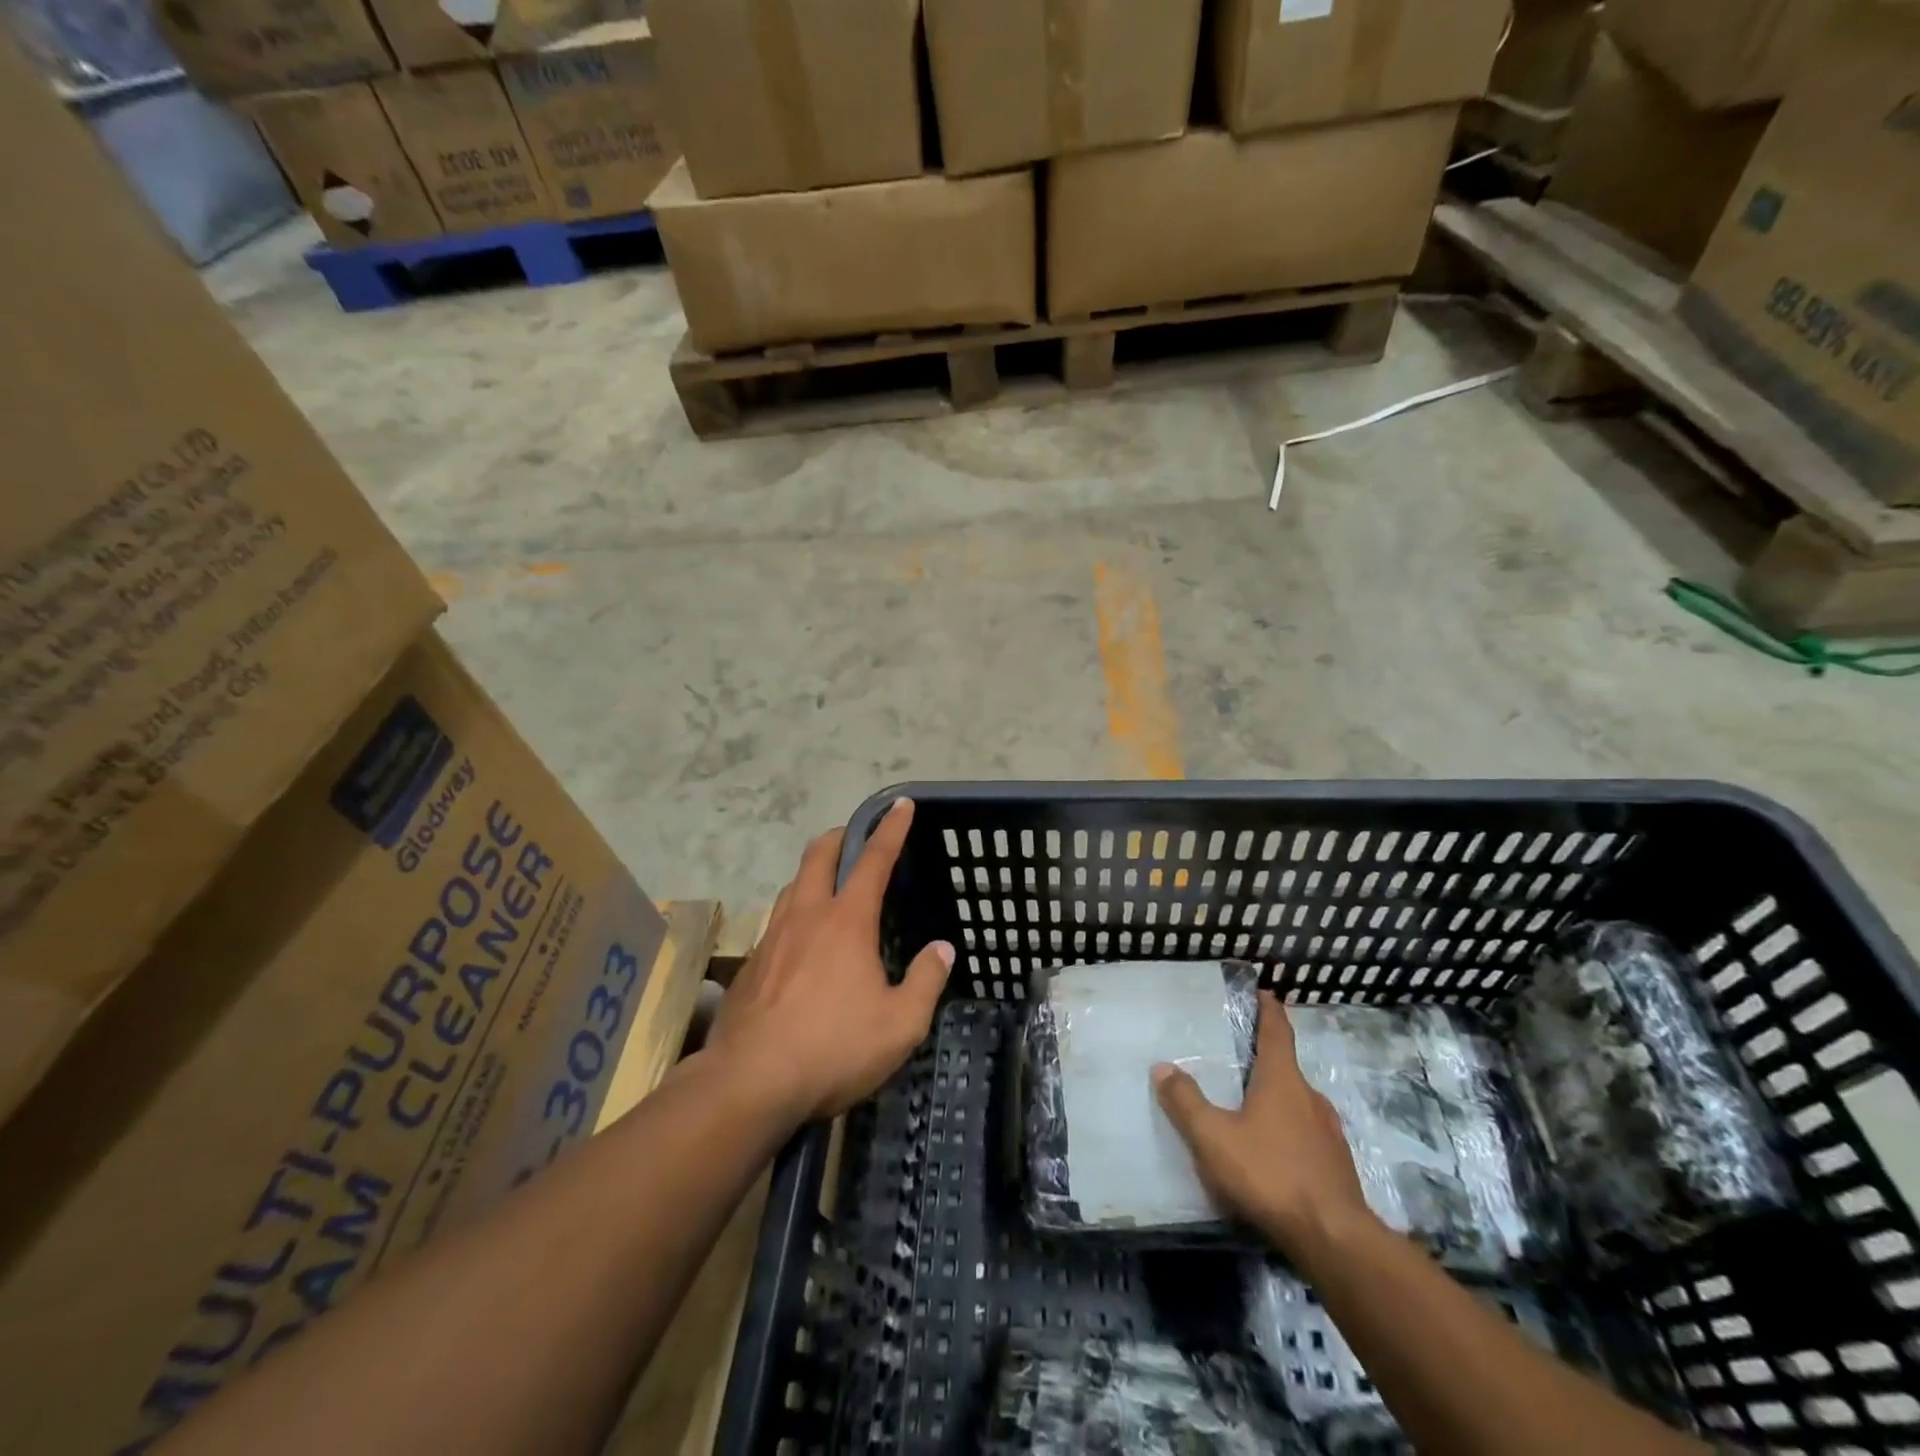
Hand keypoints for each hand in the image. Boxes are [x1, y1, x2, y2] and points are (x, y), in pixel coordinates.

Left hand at [712, 798, 952, 1124]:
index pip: (874, 859)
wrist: (750, 1081)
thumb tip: (942, 949)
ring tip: (829, 886)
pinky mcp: (750, 963)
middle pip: (819, 855)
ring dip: (813, 872)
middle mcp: (807, 915)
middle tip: (857, 838)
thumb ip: (926, 980)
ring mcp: (773, 936)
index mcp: (847, 921)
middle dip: (841, 836)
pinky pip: (777, 920)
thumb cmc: (834, 1048)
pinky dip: (795, 912)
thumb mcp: (900, 1024)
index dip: (891, 829)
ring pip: (792, 884)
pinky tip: (802, 943)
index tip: (901, 804)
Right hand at [1152, 992, 1375, 1257]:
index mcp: (1283, 1080)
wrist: (1335, 1241)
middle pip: (1286, 1068)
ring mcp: (1328, 1134)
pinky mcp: (1336, 1167)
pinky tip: (1269, 1153)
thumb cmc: (1270, 1174)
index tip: (1263, 993)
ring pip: (1297, 1104)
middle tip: (1238, 1058)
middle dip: (1265, 1060)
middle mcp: (1310, 1098)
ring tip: (1248, 1108)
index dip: (1268, 1010)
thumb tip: (1162, 1067)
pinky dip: (1286, 1131)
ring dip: (1275, 1099)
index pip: (1277, 1032)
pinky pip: (1306, 1136)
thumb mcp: (1213, 1137)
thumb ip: (1186, 1102)